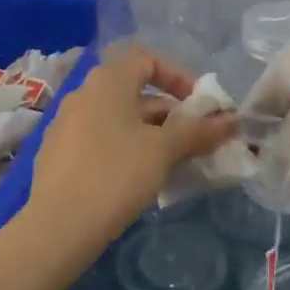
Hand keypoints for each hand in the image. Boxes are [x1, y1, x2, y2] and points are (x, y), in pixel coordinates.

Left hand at [29, 48, 236, 245]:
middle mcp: (84, 92)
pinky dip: (124, 148)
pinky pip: (99, 138)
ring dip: (149, 133)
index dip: (179, 78)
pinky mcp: (57, 153)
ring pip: (118, 118)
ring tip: (171, 163)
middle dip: (169, 113)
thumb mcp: (164, 151)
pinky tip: (136, 179)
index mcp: (108, 80)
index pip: (149, 60)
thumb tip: (233, 120)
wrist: (55, 229)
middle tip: (193, 141)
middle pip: (135, 91)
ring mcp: (66, 123)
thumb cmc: (115, 175)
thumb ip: (199, 131)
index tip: (198, 107)